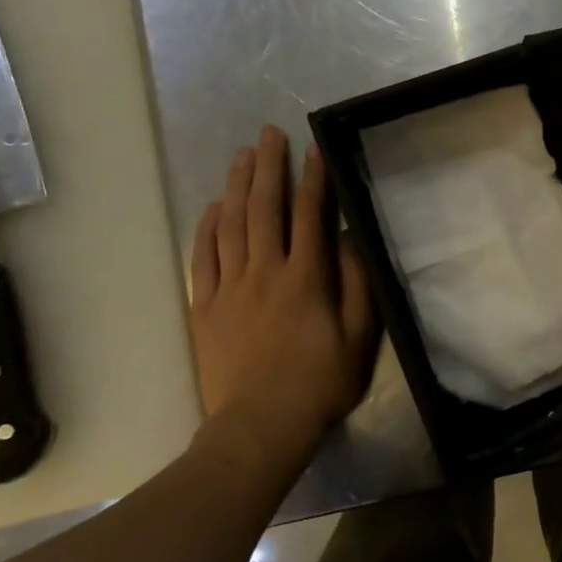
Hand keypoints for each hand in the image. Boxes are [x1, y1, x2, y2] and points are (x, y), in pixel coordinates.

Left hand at [189, 126, 378, 456]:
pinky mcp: (204, 308)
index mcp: (305, 278)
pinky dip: (207, 227)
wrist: (260, 426)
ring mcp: (229, 288)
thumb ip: (358, 284)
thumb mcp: (359, 336)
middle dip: (268, 168)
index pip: (310, 216)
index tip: (315, 148)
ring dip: (236, 187)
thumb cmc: (320, 382)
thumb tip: (353, 238)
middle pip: (264, 209)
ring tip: (242, 156)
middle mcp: (264, 273)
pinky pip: (202, 258)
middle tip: (269, 135)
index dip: (314, 179)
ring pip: (230, 226)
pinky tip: (213, 207)